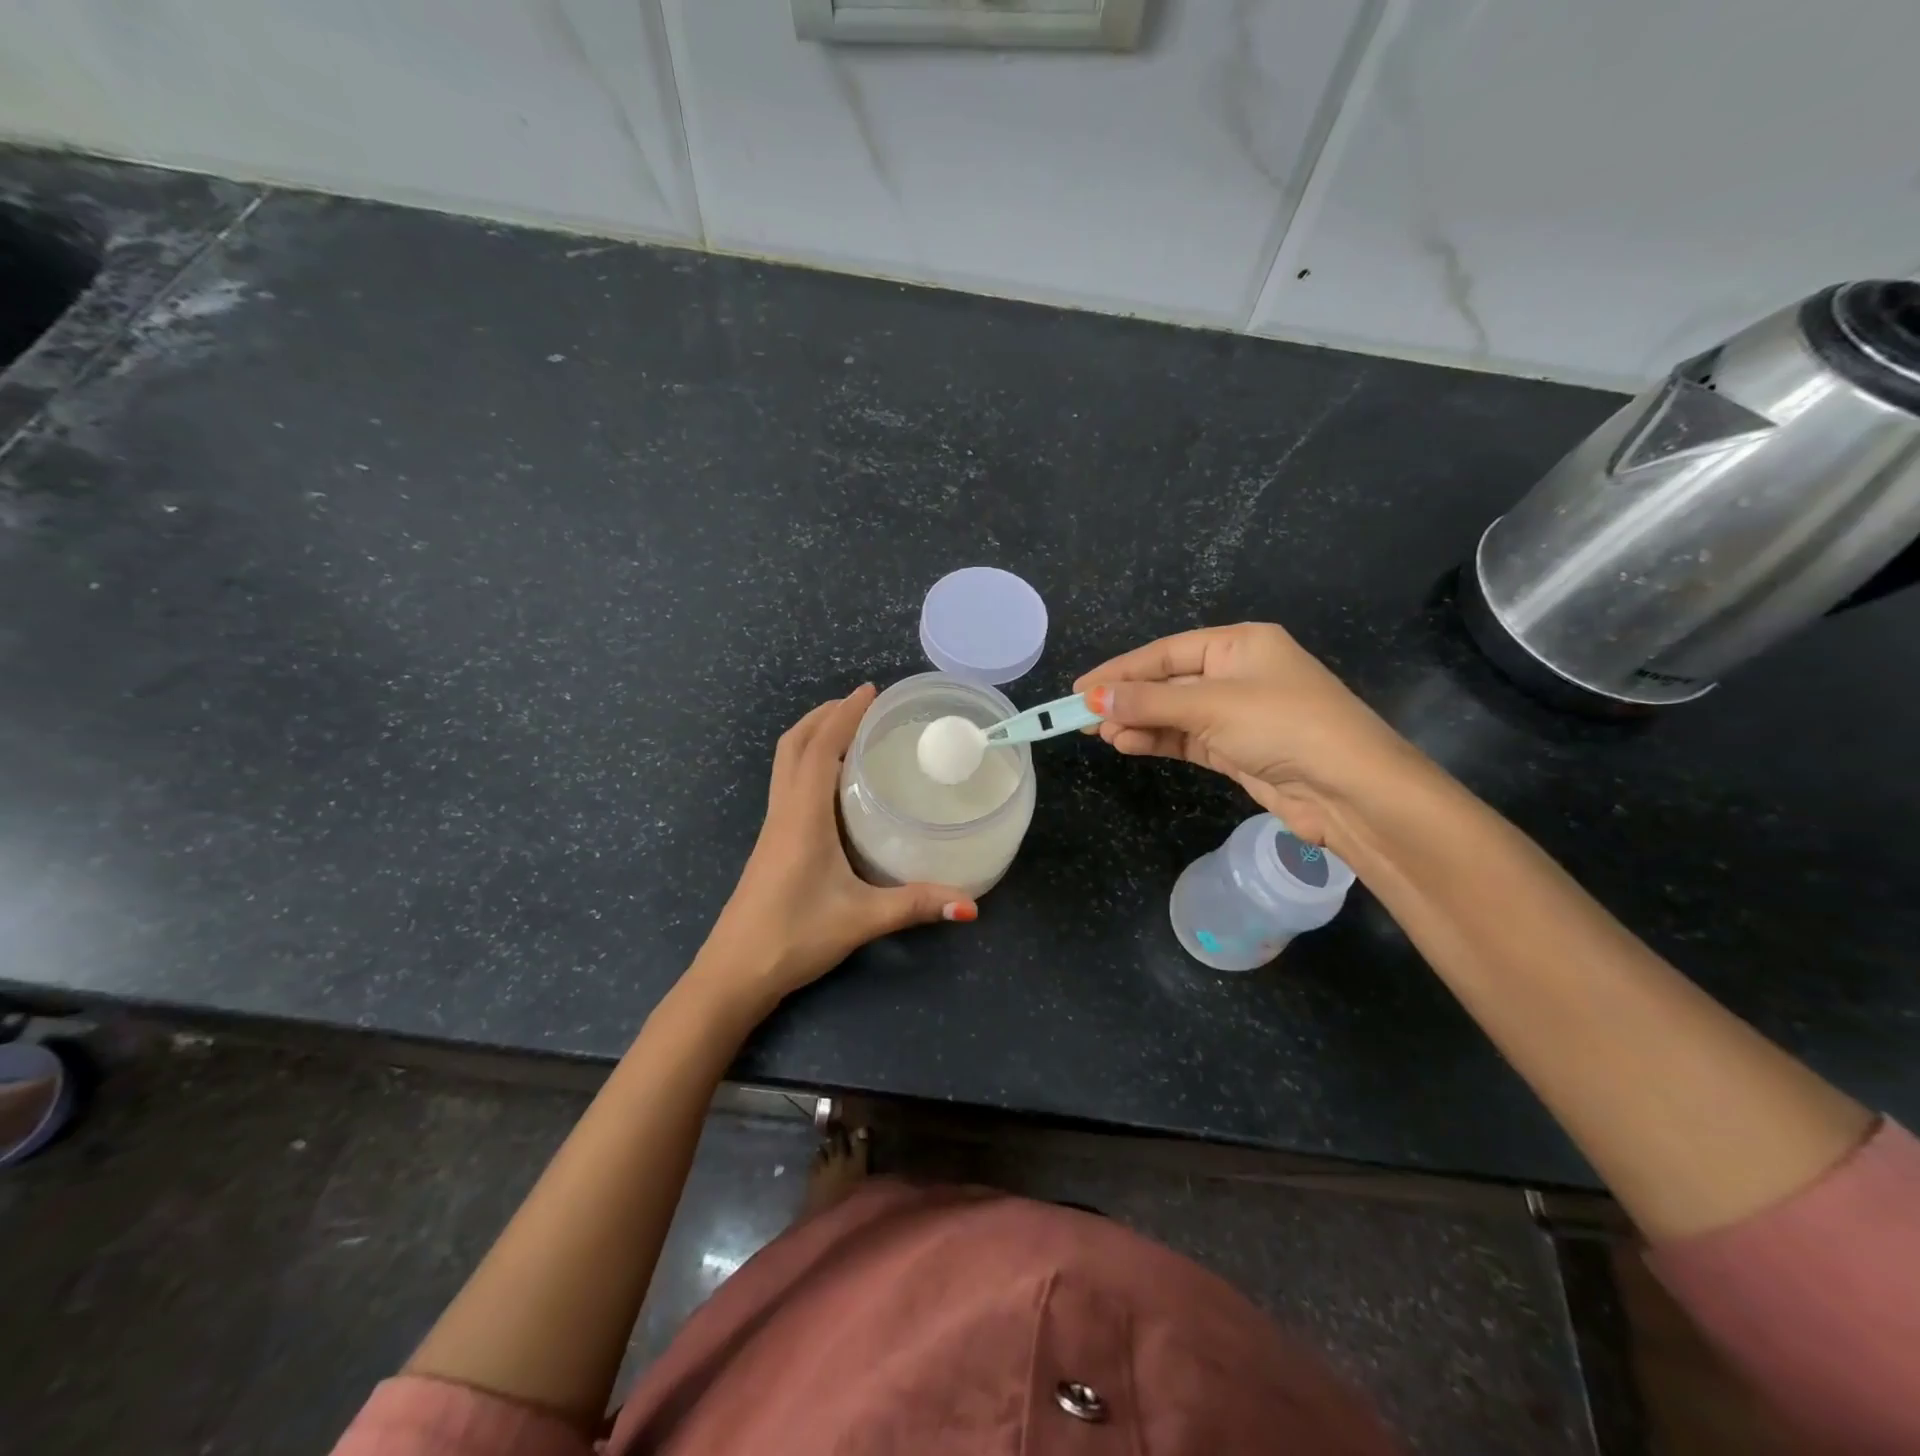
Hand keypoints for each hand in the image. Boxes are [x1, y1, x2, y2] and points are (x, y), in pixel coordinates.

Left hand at [694, 684, 976, 1013]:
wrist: (734, 972)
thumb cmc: (794, 936)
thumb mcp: (861, 919)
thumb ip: (915, 906)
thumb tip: (969, 904)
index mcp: (803, 815)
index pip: (821, 748)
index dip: (844, 715)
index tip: (870, 691)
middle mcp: (784, 811)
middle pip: (795, 745)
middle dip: (825, 716)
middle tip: (862, 704)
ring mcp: (773, 827)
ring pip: (785, 763)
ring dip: (812, 736)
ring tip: (848, 731)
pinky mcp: (771, 843)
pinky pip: (787, 784)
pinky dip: (807, 763)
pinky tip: (831, 783)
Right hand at [1075, 623, 1417, 847]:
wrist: (1350, 790)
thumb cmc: (1284, 726)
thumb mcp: (1212, 706)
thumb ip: (1150, 703)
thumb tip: (1093, 698)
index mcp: (1239, 644)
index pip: (1165, 653)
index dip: (1120, 670)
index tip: (1080, 689)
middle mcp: (1237, 673)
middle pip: (1167, 682)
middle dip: (1127, 700)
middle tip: (1083, 717)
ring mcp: (1237, 713)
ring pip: (1174, 713)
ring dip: (1138, 723)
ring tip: (1103, 735)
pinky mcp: (1236, 749)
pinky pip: (1186, 738)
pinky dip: (1157, 741)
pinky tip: (1127, 744)